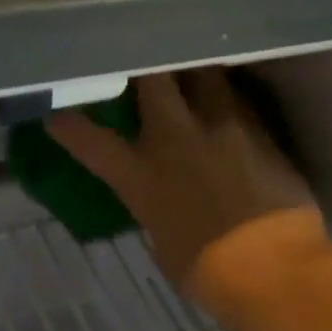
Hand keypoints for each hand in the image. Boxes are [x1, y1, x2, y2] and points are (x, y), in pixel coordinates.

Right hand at [46, 69, 318, 300]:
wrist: (275, 269)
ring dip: (194, 70)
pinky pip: (237, 98)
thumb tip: (162, 200)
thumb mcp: (165, 242)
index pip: (92, 141)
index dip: (69, 125)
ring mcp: (220, 127)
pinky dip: (228, 96)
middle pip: (153, 78)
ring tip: (192, 67)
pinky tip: (229, 100)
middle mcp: (176, 138)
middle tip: (144, 57)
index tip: (56, 114)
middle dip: (145, 64)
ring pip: (203, 73)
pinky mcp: (258, 129)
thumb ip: (157, 208)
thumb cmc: (211, 273)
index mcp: (142, 176)